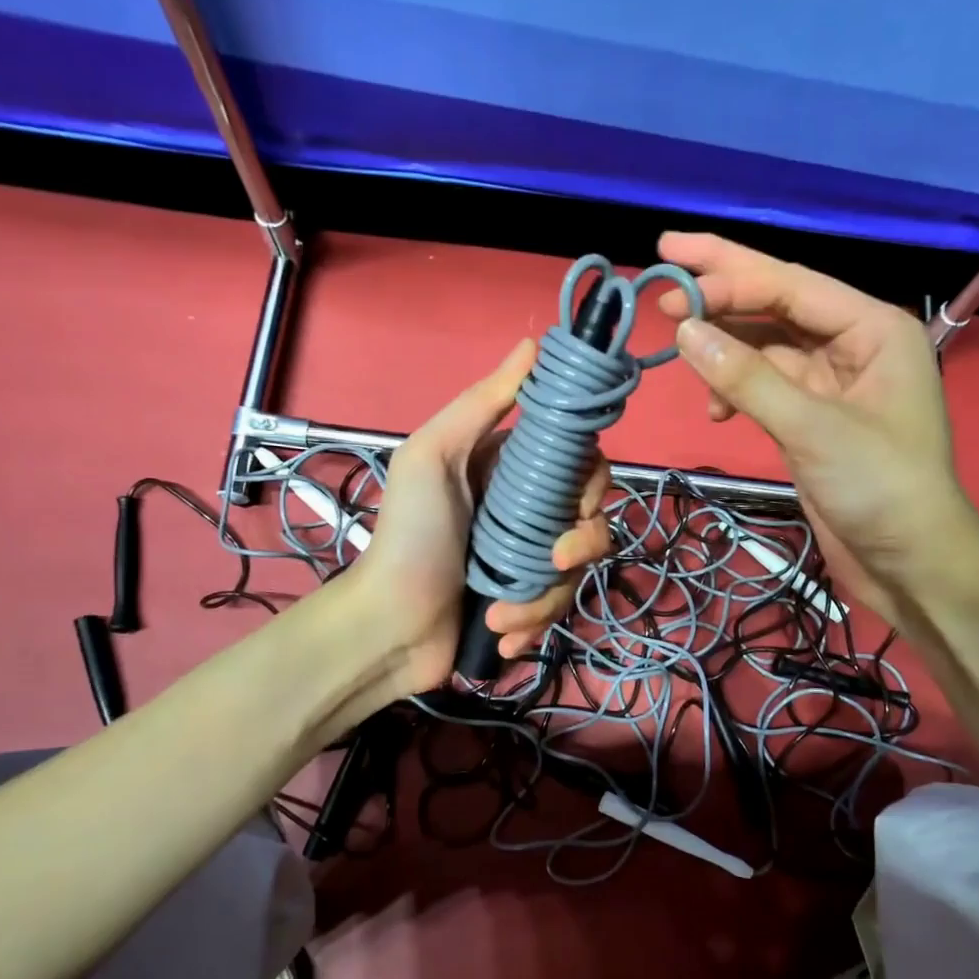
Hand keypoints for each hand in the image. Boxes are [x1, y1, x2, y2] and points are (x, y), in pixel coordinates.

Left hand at [352, 339, 612, 694]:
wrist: (387, 627)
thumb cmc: (409, 537)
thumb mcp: (432, 457)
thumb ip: (481, 404)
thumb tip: (532, 344)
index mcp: (506, 471)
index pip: (576, 461)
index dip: (590, 477)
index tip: (579, 499)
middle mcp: (524, 512)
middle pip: (590, 517)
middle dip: (582, 544)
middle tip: (554, 560)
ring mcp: (526, 560)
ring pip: (577, 570)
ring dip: (545, 598)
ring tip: (499, 617)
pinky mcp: (526, 604)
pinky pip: (557, 608)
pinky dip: (533, 624)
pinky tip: (502, 635)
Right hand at [656, 231, 978, 619]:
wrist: (909, 562)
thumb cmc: (878, 487)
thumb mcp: (811, 427)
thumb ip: (747, 377)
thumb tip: (684, 331)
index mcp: (872, 329)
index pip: (791, 285)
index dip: (729, 272)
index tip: (671, 263)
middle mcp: (853, 346)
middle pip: (778, 305)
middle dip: (723, 291)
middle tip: (663, 267)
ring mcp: (830, 385)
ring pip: (767, 349)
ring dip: (724, 350)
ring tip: (678, 347)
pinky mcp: (812, 420)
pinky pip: (766, 388)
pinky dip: (737, 393)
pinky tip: (715, 410)